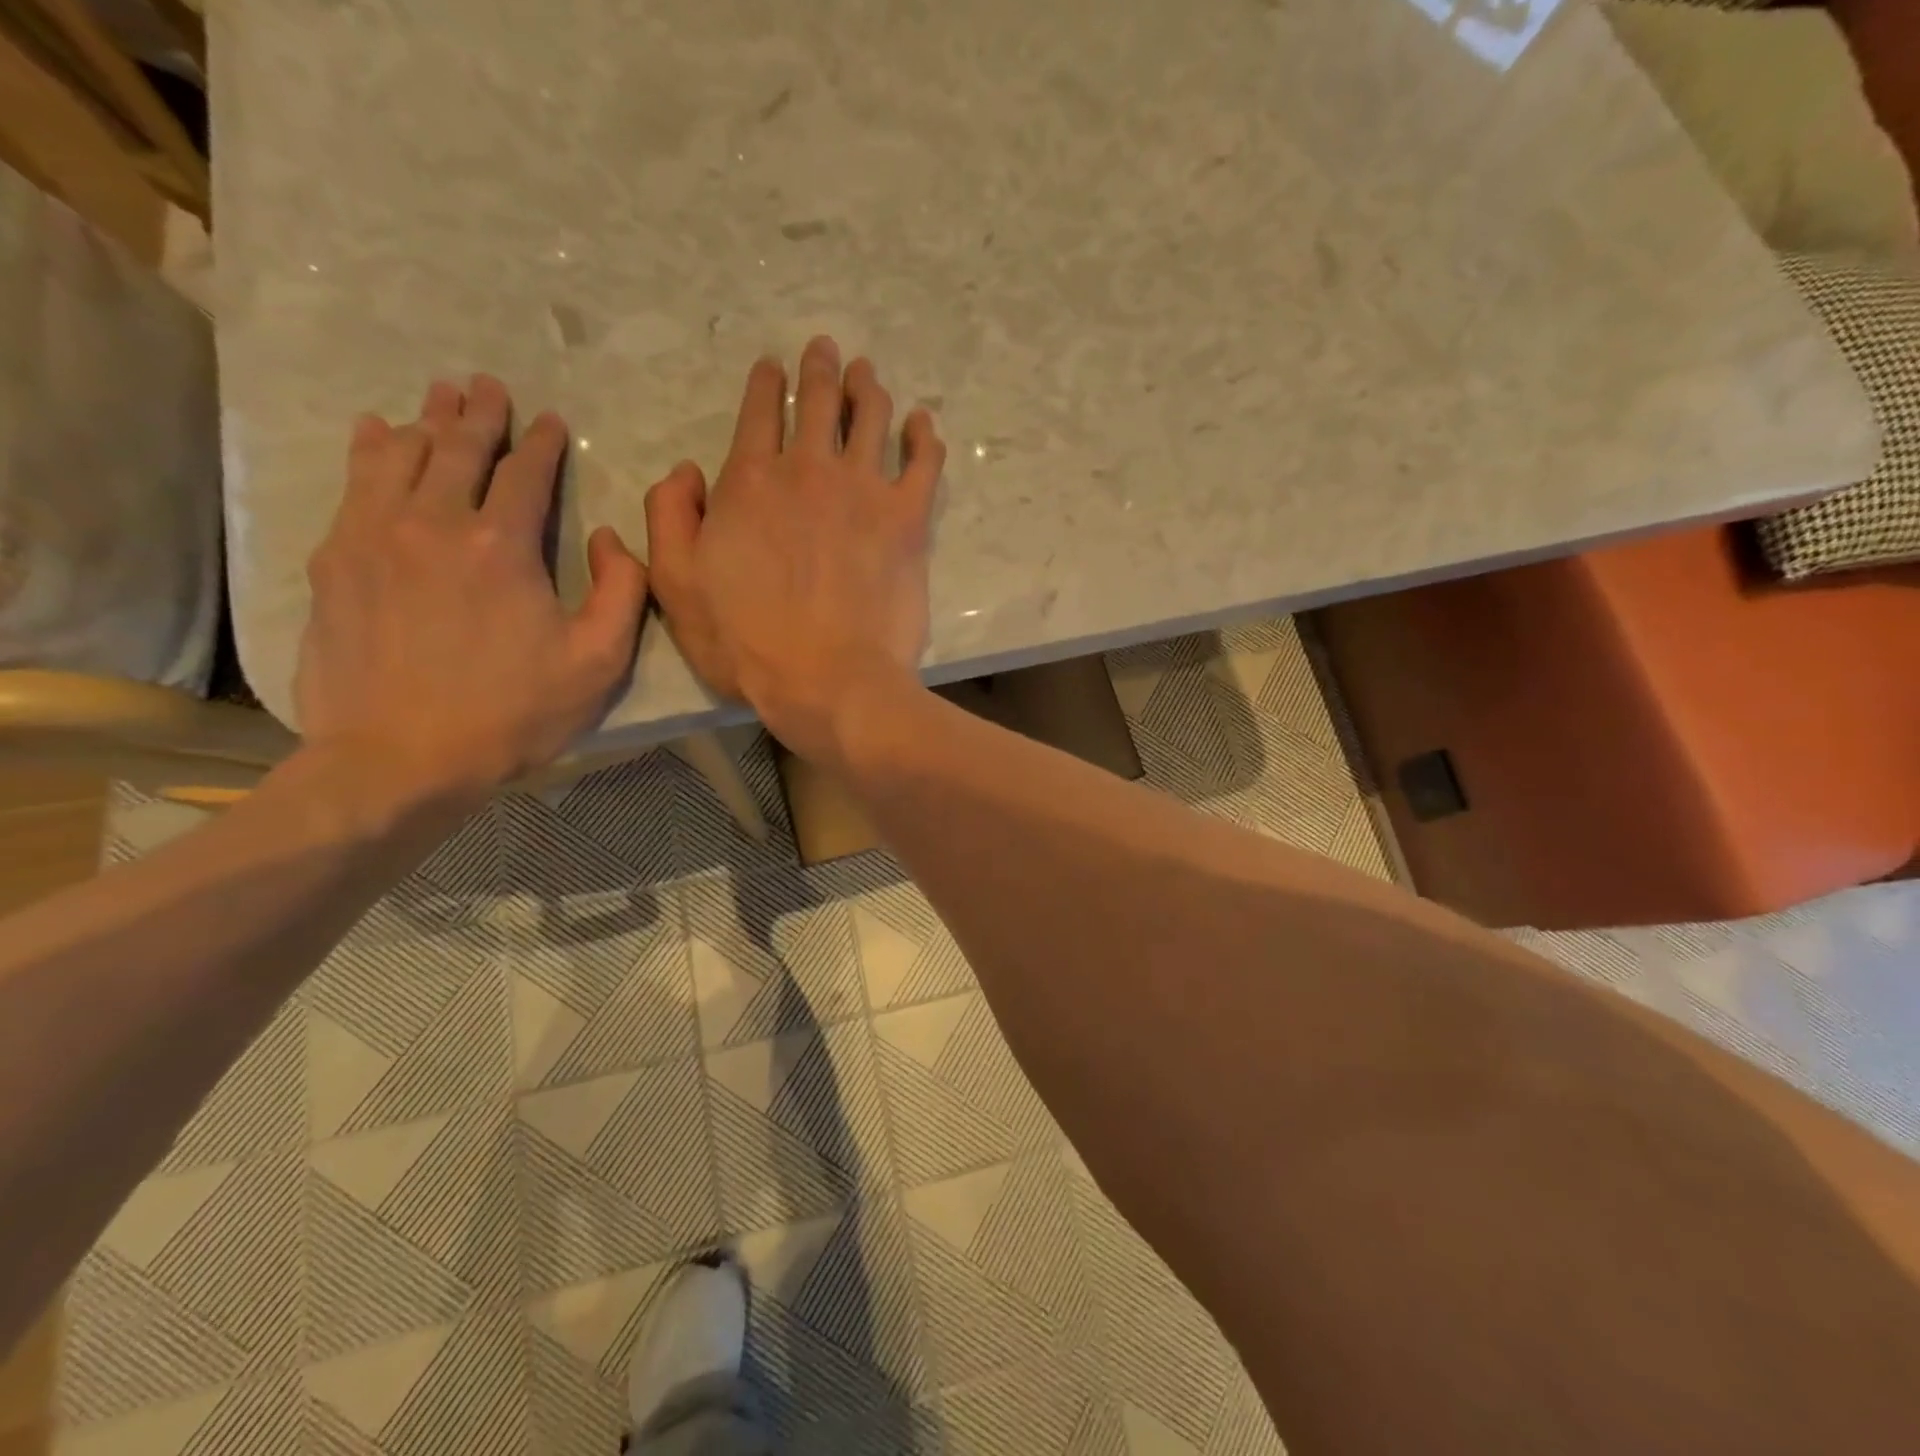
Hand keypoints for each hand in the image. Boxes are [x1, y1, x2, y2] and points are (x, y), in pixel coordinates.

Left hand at [295, 376, 647, 805]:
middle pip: (459, 450)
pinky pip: (354, 485)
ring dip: (427, 421)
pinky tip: (377, 433)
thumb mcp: (600, 662)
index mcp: (503, 546)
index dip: (540, 443)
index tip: (549, 420)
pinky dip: (371, 451)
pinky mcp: (336, 561)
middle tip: (487, 385)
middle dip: (479, 414)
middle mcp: (434, 523)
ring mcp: (375, 537)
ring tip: (439, 395)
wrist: (401, 758)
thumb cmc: (514, 713)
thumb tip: (609, 538)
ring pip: (402, 456)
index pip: (525, 474)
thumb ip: (622, 591)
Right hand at [645, 336, 946, 762]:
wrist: (829, 680)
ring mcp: (864, 491)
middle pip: (818, 403)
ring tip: (867, 373)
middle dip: (819, 370)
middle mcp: (809, 471)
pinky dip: (923, 437)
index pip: (759, 414)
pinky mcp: (908, 520)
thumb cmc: (747, 643)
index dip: (766, 385)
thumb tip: (684, 470)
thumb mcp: (676, 585)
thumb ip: (670, 517)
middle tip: (826, 349)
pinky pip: (923, 463)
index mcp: (751, 481)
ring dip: (867, 389)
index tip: (773, 366)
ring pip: (869, 419)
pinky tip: (921, 423)